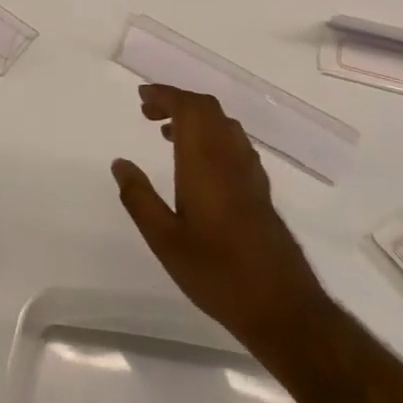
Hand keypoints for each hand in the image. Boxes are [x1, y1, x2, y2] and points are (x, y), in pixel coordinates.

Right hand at [112, 84, 325, 347]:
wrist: (282, 307)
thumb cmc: (216, 272)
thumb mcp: (164, 240)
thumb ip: (139, 198)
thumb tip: (120, 163)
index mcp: (206, 162)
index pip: (189, 108)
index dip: (165, 95)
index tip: (141, 98)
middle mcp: (231, 158)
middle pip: (208, 109)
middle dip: (177, 101)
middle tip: (148, 113)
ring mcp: (250, 172)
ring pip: (224, 124)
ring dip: (195, 117)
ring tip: (168, 134)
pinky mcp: (260, 189)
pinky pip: (234, 143)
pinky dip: (211, 135)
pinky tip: (199, 163)